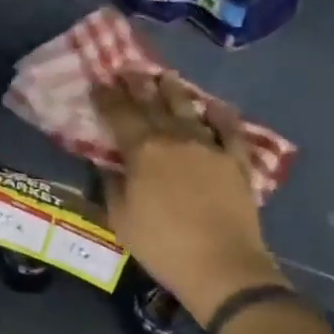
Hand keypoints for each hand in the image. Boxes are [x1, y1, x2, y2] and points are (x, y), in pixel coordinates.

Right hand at [92, 72, 282, 323]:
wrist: (221, 265)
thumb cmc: (162, 245)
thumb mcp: (122, 220)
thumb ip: (112, 186)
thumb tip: (107, 164)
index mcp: (143, 151)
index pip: (119, 115)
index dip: (107, 97)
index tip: (99, 82)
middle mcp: (175, 139)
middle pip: (153, 104)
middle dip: (138, 85)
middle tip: (129, 68)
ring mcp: (209, 147)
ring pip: (189, 110)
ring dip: (175, 91)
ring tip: (166, 75)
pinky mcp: (235, 161)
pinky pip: (229, 130)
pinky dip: (221, 115)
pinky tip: (214, 105)